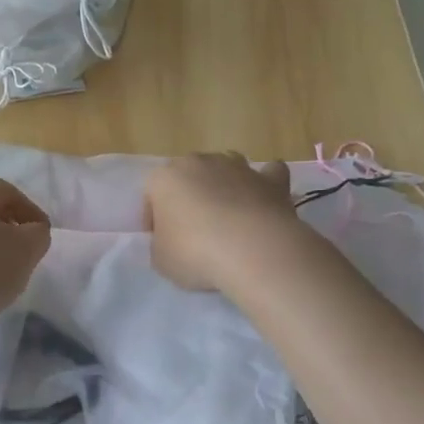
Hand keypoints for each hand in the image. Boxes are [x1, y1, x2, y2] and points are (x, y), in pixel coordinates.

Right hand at [144, 152, 299, 291]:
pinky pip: (268, 174)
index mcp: (164, 178)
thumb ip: (162, 245)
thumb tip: (173, 241)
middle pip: (189, 177)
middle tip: (193, 231)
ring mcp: (238, 168)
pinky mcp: (271, 180)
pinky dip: (265, 184)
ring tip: (228, 218)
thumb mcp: (161, 260)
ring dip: (224, 187)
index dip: (154, 219)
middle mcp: (199, 163)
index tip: (161, 241)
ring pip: (226, 169)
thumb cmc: (194, 253)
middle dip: (189, 198)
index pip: (151, 195)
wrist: (252, 250)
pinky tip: (263, 201)